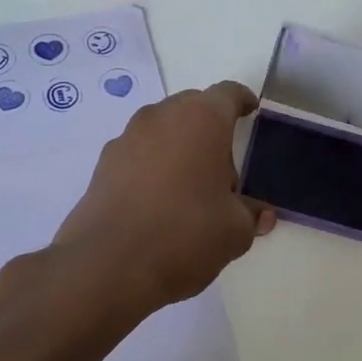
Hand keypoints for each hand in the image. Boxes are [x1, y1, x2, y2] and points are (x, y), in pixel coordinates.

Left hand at [54, 81, 274, 313]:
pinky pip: (138, 153)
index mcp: (202, 119)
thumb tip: (259, 215)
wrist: (107, 266)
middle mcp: (161, 117)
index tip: (251, 111)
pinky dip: (152, 166)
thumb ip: (250, 215)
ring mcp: (127, 138)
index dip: (242, 101)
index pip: (228, 95)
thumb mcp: (234, 231)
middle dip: (210, 128)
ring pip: (162, 130)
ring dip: (178, 146)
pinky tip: (157, 202)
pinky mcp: (102, 164)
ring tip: (189, 187)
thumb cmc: (185, 235)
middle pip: (192, 108)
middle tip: (223, 165)